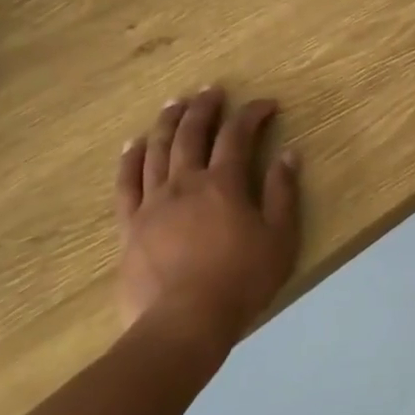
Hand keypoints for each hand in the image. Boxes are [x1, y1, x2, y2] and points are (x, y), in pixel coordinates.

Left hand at [114, 88, 301, 349]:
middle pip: (191, 134)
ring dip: (167, 122)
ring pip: (156, 150)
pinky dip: (129, 159)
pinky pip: (126, 183)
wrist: (183, 324)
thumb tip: (288, 154)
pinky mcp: (130, 226)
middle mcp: (185, 183)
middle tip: (212, 90)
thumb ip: (282, 193)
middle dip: (204, 108)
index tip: (266, 104)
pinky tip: (132, 145)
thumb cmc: (240, 281)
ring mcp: (152, 203)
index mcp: (223, 184)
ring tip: (174, 103)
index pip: (237, 135)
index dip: (252, 114)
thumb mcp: (279, 239)